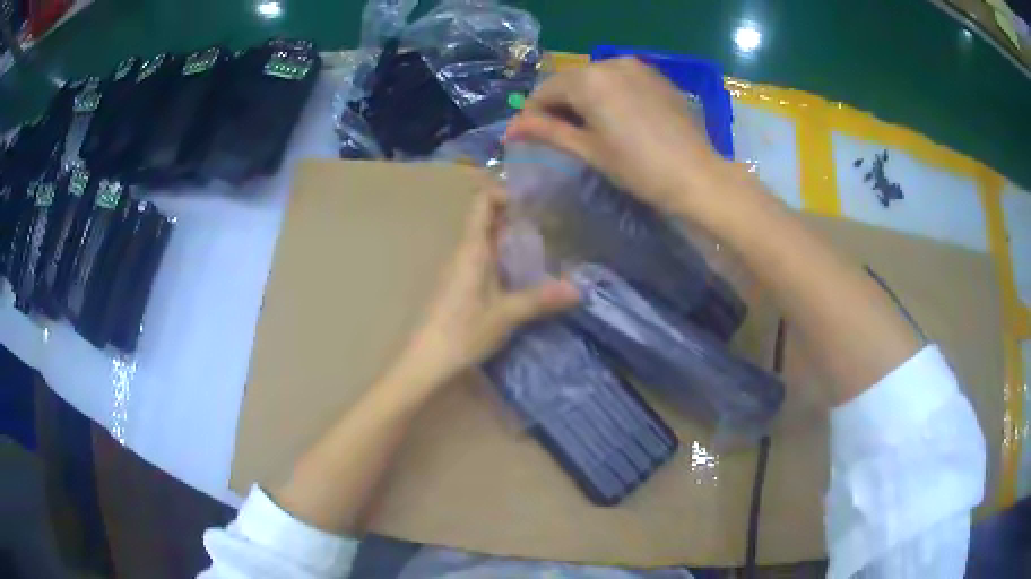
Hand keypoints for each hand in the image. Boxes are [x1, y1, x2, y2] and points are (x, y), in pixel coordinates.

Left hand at [394, 187, 579, 389]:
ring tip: (544, 249)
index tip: (533, 202)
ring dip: (511, 240)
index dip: (504, 193)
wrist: (426, 361)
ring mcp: (459, 269)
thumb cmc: (463, 332)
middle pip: (487, 220)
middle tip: (550, 225)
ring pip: (486, 242)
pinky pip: (483, 261)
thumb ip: (540, 299)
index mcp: (471, 249)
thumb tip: (578, 289)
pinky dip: (503, 260)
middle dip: (516, 218)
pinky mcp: (459, 286)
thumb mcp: (506, 315)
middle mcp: (463, 252)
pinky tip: (522, 277)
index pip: (482, 203)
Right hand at [506, 58, 752, 228]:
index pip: (546, 91)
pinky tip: (617, 119)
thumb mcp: (588, 150)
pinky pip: (620, 80)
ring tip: (589, 130)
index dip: (533, 114)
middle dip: (559, 106)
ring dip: (584, 99)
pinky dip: (609, 95)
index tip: (529, 136)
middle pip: (570, 82)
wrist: (697, 176)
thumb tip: (511, 129)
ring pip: (595, 79)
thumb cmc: (638, 168)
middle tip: (559, 136)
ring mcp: (637, 67)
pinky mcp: (656, 76)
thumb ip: (547, 132)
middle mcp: (610, 63)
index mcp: (589, 79)